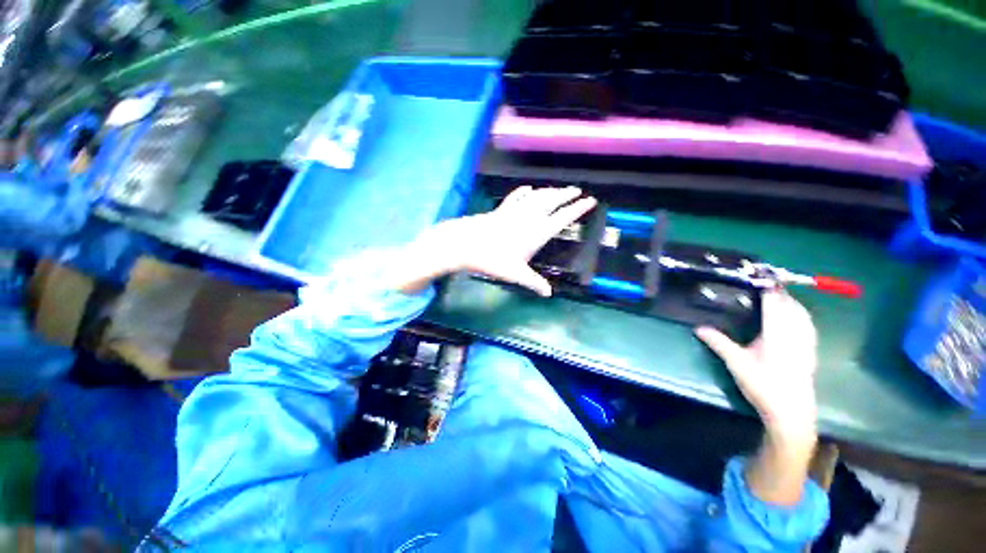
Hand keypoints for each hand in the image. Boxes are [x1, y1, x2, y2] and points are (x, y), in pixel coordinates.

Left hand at [414, 186, 596, 295]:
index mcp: (537, 232)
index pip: (563, 217)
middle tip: (577, 190)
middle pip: (552, 201)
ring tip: (559, 189)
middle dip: (566, 194)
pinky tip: (528, 188)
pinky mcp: (501, 209)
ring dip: (549, 191)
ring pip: (537, 196)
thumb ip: (534, 282)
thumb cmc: (493, 259)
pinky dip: (524, 191)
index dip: (577, 208)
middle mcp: (529, 217)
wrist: (466, 244)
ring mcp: (514, 210)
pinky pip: (516, 196)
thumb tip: (548, 294)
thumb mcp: (516, 274)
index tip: (590, 200)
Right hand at [695, 290, 817, 441]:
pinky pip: (807, 322)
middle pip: (791, 304)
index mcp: (778, 334)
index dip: (768, 287)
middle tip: (760, 283)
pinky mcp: (810, 349)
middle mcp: (795, 333)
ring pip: (802, 312)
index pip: (775, 302)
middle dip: (778, 290)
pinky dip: (798, 312)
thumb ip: (719, 343)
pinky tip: (791, 314)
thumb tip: (698, 328)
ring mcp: (806, 341)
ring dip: (789, 300)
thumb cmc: (763, 387)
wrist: (791, 412)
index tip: (757, 274)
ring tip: (774, 294)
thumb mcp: (737, 364)